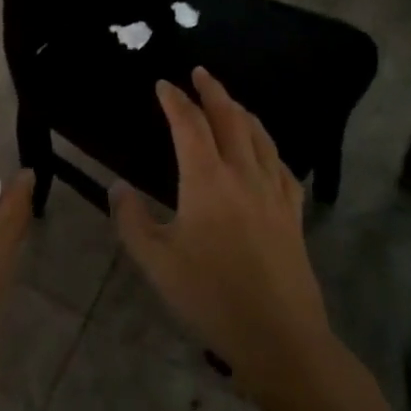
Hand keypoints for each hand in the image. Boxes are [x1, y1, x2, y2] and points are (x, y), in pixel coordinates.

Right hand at [110, 68, 334, 400]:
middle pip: (230, 118)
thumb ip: (132, 220)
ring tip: (231, 102)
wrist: (280, 338)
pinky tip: (266, 152)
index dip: (175, 100)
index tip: (163, 85)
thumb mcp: (157, 262)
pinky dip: (268, 146)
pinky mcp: (293, 214)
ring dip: (242, 112)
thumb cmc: (211, 297)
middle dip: (212, 91)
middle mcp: (243, 174)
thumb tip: (118, 187)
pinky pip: (282, 166)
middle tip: (200, 73)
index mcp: (207, 180)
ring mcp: (273, 193)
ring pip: (259, 136)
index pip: (188, 124)